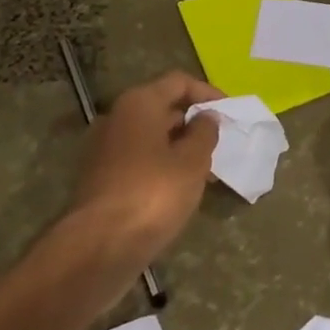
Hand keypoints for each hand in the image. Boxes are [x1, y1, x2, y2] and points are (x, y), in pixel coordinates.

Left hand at [69, 71, 223, 257]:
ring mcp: (104, 148)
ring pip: (150, 136)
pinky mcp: (100, 178)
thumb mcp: (192, 161)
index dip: (207, 93)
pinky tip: (180, 188)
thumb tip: (205, 117)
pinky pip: (138, 159)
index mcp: (139, 103)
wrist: (99, 247)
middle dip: (193, 122)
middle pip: (162, 107)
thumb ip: (204, 132)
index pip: (178, 82)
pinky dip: (161, 165)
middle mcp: (117, 117)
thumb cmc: (153, 193)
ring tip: (207, 170)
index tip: (230, 112)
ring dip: (179, 147)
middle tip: (221, 142)